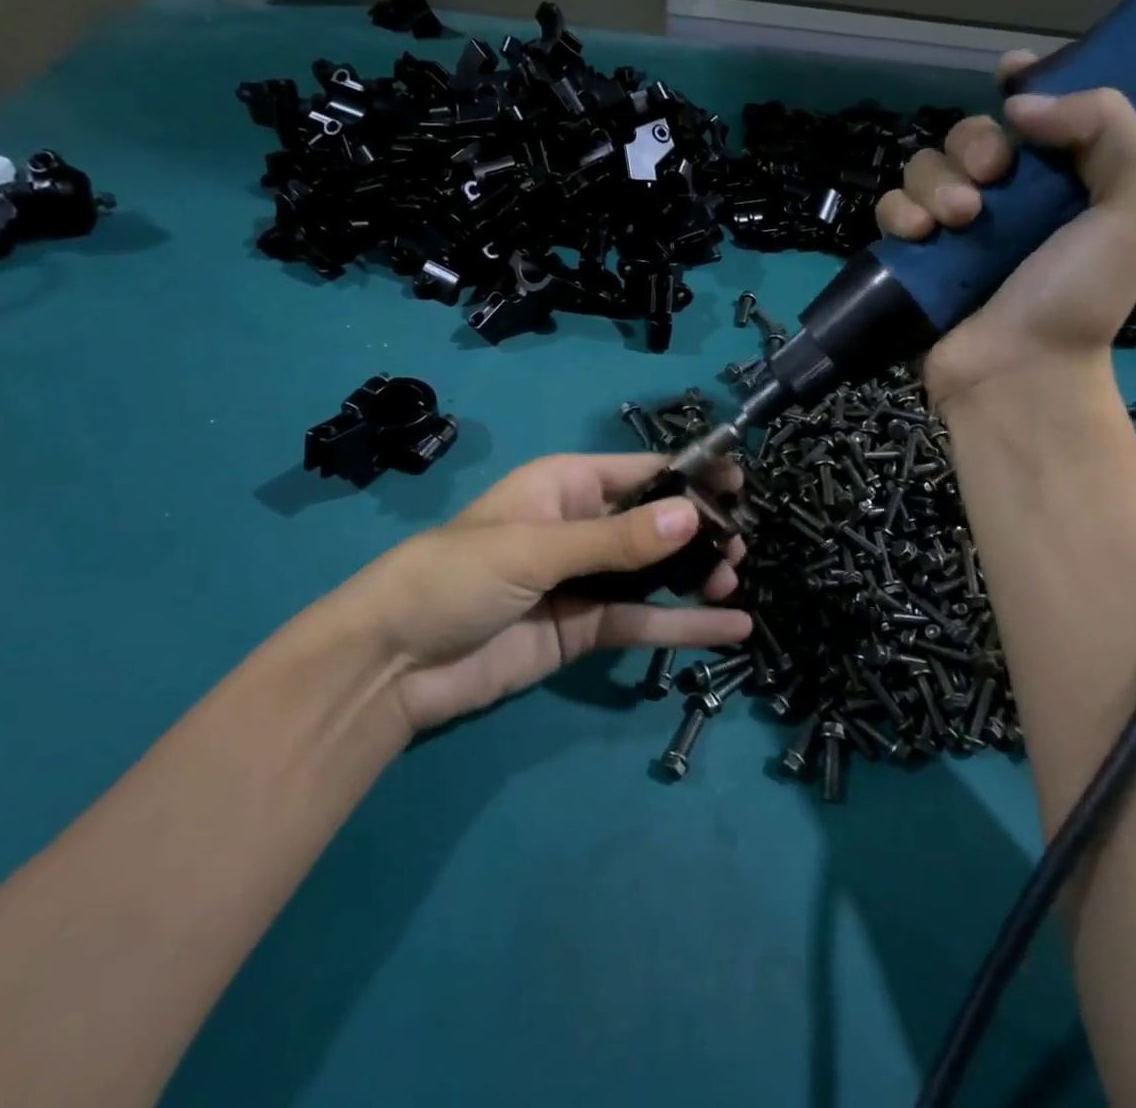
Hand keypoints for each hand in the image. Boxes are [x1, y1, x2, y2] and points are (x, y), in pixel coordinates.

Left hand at [345, 453, 749, 732]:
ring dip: (698, 576)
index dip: (691, 475)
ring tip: (735, 581)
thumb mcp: (535, 548)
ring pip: (655, 574)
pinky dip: (685, 625)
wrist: (394, 663)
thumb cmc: (456, 576)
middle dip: (700, 531)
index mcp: (567, 486)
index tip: (741, 484)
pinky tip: (731, 629)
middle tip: (740, 546)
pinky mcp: (585, 630)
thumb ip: (615, 540)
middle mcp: (583, 527)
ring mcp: (586, 581)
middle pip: (656, 524)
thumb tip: (692, 517)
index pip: (642, 472)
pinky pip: (643, 621)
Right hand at [874, 53, 1135, 408]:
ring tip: (957, 221)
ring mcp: (954, 229)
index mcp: (1065, 180)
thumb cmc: (1080, 295)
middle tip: (991, 179)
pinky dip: (900, 213)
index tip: (1007, 74)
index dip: (1025, 82)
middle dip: (975, 145)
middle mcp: (1008, 198)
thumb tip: (1020, 104)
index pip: (1041, 112)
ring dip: (936, 183)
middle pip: (971, 134)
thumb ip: (1111, 128)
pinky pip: (892, 208)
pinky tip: (919, 236)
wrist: (1018, 373)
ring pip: (925, 166)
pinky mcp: (914, 256)